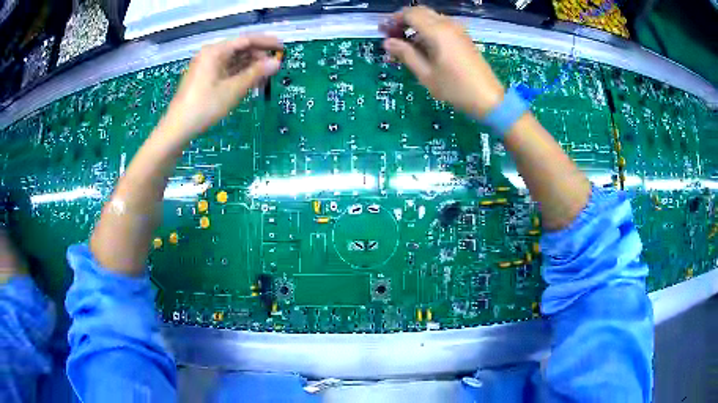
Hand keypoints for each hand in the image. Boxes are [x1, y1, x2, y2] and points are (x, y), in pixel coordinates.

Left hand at [163, 35, 282, 138]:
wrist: (178, 128)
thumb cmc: (205, 106)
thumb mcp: (233, 89)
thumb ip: (256, 73)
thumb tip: (277, 62)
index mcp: (215, 51)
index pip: (246, 40)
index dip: (266, 42)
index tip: (282, 48)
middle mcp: (210, 54)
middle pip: (239, 49)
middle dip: (258, 56)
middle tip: (274, 67)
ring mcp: (206, 66)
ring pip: (234, 60)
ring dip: (250, 66)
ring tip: (265, 76)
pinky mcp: (205, 77)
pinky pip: (226, 70)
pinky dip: (239, 74)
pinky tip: (250, 81)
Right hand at [381, 7, 504, 118]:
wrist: (489, 99)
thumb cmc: (455, 89)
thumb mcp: (426, 74)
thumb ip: (405, 54)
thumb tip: (387, 42)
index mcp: (437, 31)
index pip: (409, 14)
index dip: (393, 20)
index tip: (382, 31)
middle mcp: (448, 25)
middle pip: (420, 12)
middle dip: (403, 20)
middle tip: (391, 35)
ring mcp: (458, 30)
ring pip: (431, 18)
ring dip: (415, 25)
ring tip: (404, 44)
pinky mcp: (464, 38)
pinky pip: (441, 26)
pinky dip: (428, 31)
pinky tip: (422, 47)